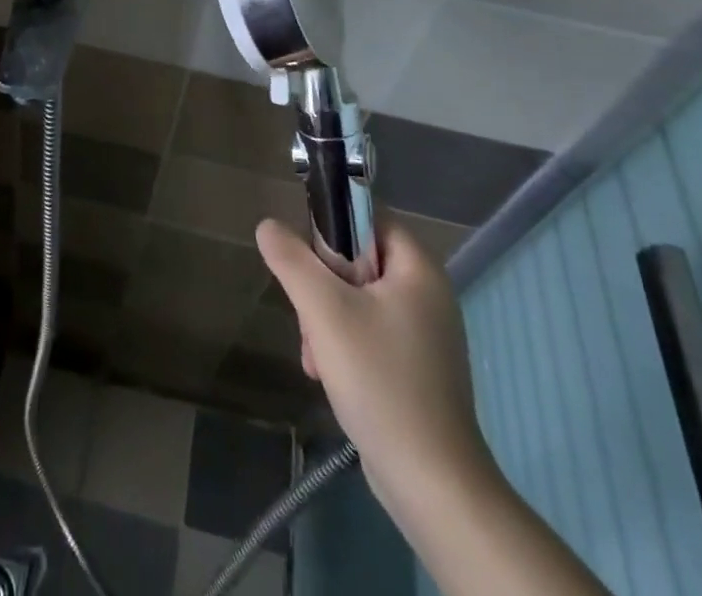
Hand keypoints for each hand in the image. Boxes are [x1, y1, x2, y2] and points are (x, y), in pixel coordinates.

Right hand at [257, 216, 493, 514]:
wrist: (433, 484)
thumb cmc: (380, 380)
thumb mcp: (324, 310)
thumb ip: (291, 260)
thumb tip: (268, 226)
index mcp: (419, 269)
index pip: (368, 218)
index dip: (332, 230)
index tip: (306, 262)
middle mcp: (429, 295)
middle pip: (358, 263)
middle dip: (322, 289)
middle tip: (308, 319)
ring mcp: (426, 336)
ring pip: (358, 302)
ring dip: (326, 322)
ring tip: (316, 358)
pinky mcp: (419, 370)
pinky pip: (371, 335)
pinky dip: (344, 347)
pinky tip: (329, 376)